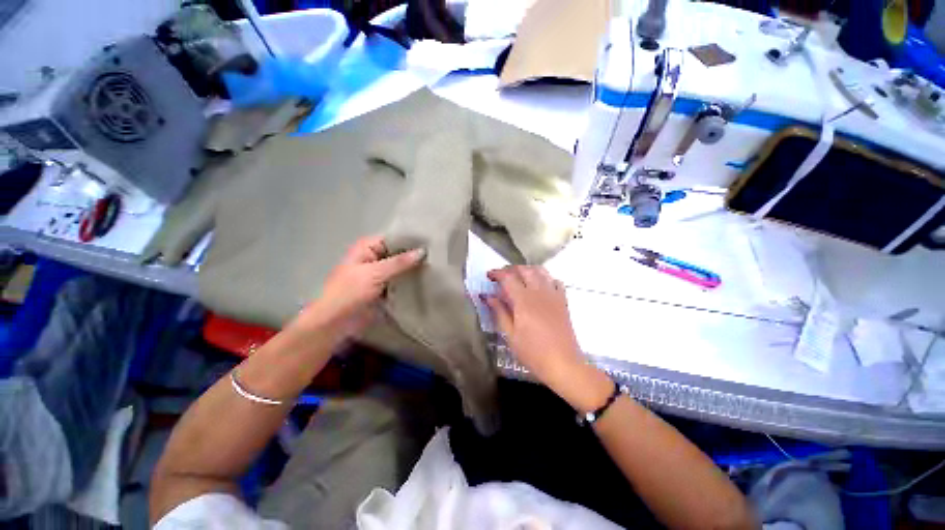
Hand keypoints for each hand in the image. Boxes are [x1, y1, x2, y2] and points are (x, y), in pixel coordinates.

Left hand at [293, 236, 425, 342]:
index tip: (431, 242)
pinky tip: (426, 280)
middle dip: (415, 255)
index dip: (411, 240)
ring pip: (400, 268)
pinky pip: (400, 281)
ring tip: (436, 266)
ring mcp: (379, 274)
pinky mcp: (383, 288)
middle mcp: (374, 257)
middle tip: (437, 256)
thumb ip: (400, 262)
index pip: (394, 238)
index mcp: (367, 247)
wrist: (334, 323)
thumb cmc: (349, 293)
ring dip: (413, 269)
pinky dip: (410, 281)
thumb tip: (423, 251)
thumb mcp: (375, 273)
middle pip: (398, 253)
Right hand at [484, 266, 609, 409]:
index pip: (508, 278)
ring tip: (519, 277)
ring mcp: (553, 295)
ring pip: (540, 271)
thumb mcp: (510, 335)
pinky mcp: (563, 301)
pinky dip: (545, 278)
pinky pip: (554, 281)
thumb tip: (488, 296)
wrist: (563, 363)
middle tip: (502, 276)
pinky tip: (539, 285)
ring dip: (527, 270)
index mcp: (523, 300)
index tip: (489, 276)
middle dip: (511, 269)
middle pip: (524, 270)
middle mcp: (539, 292)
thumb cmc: (532, 352)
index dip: (497, 273)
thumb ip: (499, 312)